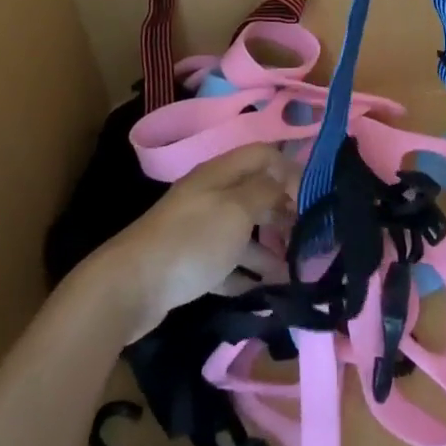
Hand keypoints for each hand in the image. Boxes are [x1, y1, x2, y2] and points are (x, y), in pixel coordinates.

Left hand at [87, 146, 295, 340]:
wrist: (131, 286)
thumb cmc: (192, 241)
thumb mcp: (236, 209)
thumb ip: (265, 190)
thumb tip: (285, 179)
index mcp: (220, 173)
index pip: (262, 155)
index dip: (290, 170)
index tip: (314, 198)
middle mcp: (210, 195)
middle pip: (254, 193)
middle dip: (283, 211)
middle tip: (310, 236)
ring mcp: (198, 229)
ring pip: (242, 231)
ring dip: (269, 248)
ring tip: (295, 271)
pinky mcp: (189, 262)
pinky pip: (226, 262)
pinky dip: (246, 273)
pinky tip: (265, 290)